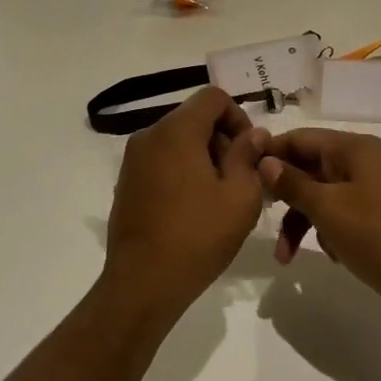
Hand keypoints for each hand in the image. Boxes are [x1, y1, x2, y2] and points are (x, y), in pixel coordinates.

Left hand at [104, 88, 269, 318]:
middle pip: (194, 118)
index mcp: (176, 130)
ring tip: (219, 197)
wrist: (142, 283)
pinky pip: (161, 160)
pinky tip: (193, 208)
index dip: (238, 117)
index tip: (250, 152)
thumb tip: (253, 134)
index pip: (213, 97)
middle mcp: (149, 135)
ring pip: (177, 140)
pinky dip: (182, 170)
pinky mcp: (127, 181)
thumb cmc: (197, 236)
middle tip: (240, 179)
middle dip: (221, 140)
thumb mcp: (240, 196)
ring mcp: (133, 159)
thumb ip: (248, 156)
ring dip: (203, 157)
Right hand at [257, 130, 380, 316]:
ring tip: (286, 257)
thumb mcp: (329, 209)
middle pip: (309, 168)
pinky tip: (330, 257)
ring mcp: (375, 192)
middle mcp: (365, 163)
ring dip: (302, 221)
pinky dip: (327, 231)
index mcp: (355, 149)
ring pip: (323, 196)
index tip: (242, 173)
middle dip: (284, 195)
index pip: (300, 138)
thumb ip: (292, 184)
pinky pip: (341, 215)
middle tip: (259, 217)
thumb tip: (264, 161)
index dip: (270, 152)